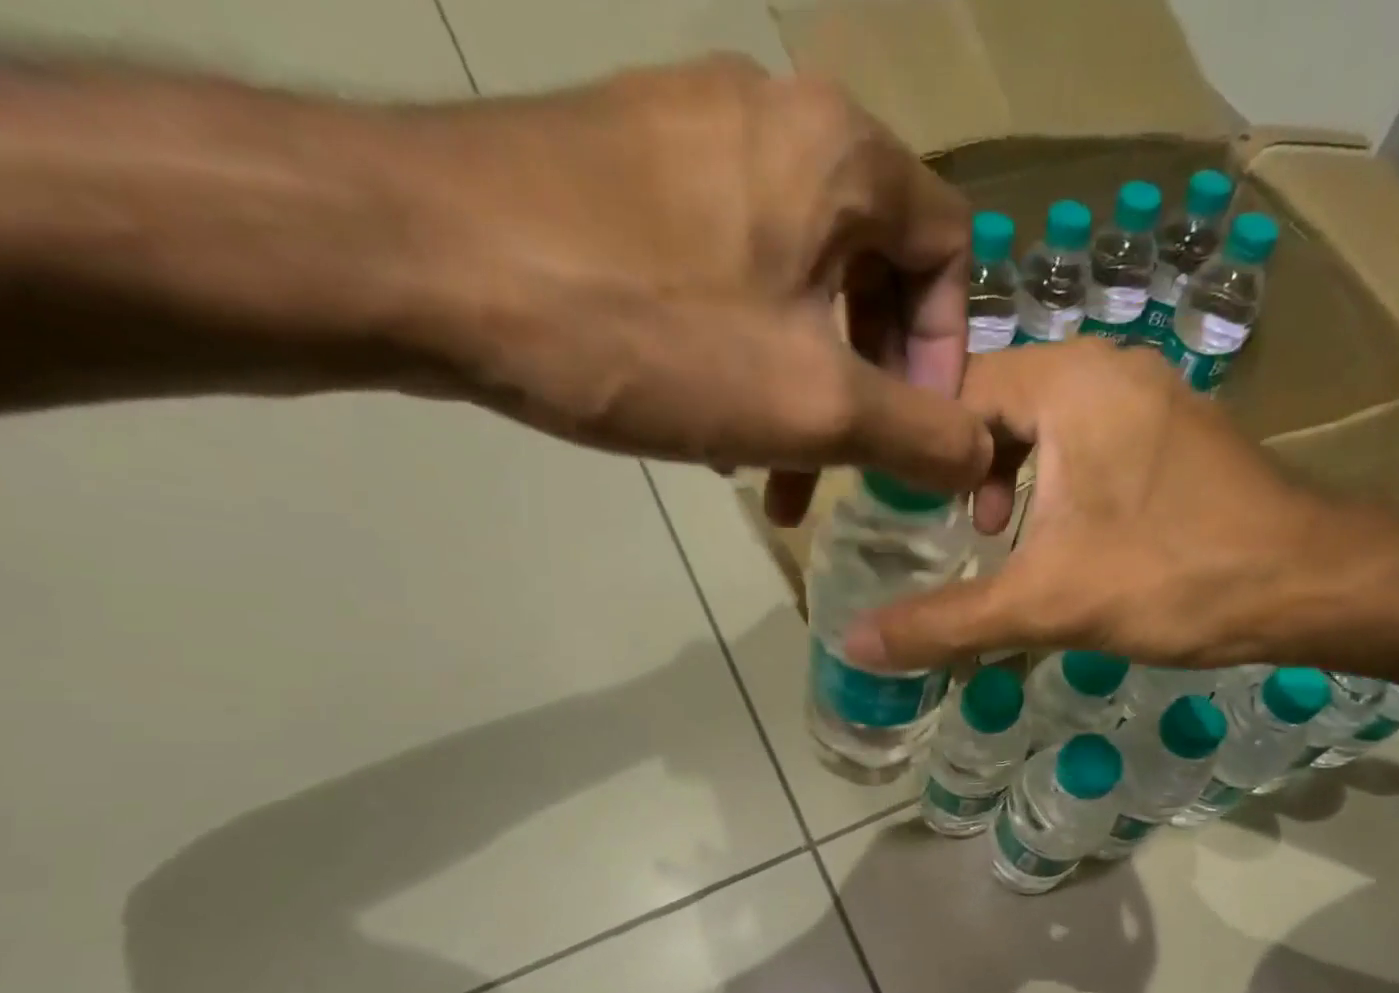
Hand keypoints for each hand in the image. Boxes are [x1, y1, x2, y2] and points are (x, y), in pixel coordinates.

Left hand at [403, 57, 987, 509]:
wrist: (413, 261)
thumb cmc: (646, 331)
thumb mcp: (815, 406)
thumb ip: (922, 436)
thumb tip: (984, 456)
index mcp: (842, 153)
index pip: (950, 252)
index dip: (948, 355)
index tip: (913, 434)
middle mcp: (778, 118)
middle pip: (872, 273)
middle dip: (869, 387)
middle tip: (845, 467)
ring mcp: (692, 137)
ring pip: (797, 284)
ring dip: (803, 385)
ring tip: (774, 468)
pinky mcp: (627, 171)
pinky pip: (729, 273)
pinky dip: (743, 353)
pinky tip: (711, 419)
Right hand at [843, 340, 1343, 668]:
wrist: (1307, 585)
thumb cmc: (1172, 578)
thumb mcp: (1044, 605)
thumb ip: (945, 623)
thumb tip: (854, 644)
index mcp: (1068, 381)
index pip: (955, 392)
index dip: (921, 451)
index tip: (907, 512)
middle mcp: (1108, 367)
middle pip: (999, 404)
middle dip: (969, 468)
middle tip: (960, 532)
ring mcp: (1149, 394)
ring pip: (1045, 422)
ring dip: (1014, 476)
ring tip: (1007, 537)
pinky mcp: (1174, 431)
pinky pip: (1089, 437)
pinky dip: (1060, 478)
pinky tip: (1066, 535)